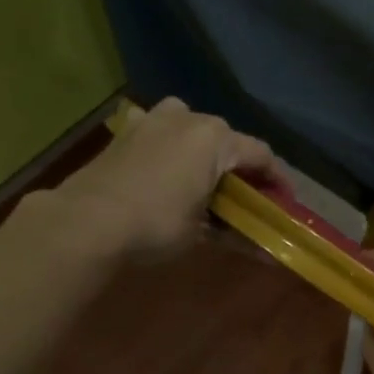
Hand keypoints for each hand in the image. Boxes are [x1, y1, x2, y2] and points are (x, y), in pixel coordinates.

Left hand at [51, 98, 274, 258]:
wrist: (87, 221)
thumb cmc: (157, 224)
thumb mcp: (203, 233)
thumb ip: (237, 233)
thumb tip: (268, 255)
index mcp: (216, 139)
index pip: (262, 155)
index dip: (278, 179)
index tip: (286, 202)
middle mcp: (189, 118)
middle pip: (229, 139)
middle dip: (241, 167)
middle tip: (247, 196)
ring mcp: (154, 119)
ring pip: (194, 128)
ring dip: (207, 151)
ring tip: (208, 180)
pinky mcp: (128, 130)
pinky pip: (163, 132)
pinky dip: (174, 148)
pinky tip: (171, 171)